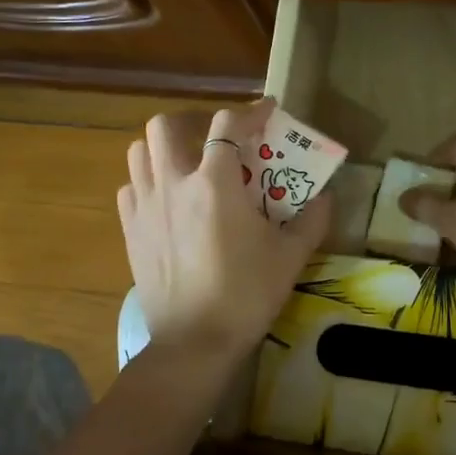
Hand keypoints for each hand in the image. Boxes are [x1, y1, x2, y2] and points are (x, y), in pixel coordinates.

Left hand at [117, 99, 331, 368]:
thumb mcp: (290, 256)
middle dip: (192, 122)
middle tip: (215, 141)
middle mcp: (174, 185)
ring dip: (163, 149)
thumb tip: (326, 197)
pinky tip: (165, 201)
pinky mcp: (130, 230)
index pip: (228, 127)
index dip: (250, 112)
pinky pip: (129, 188)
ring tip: (186, 165)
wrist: (195, 342)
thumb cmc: (247, 295)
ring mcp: (146, 207)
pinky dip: (145, 183)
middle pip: (165, 126)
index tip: (267, 112)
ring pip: (139, 152)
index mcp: (215, 185)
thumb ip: (312, 220)